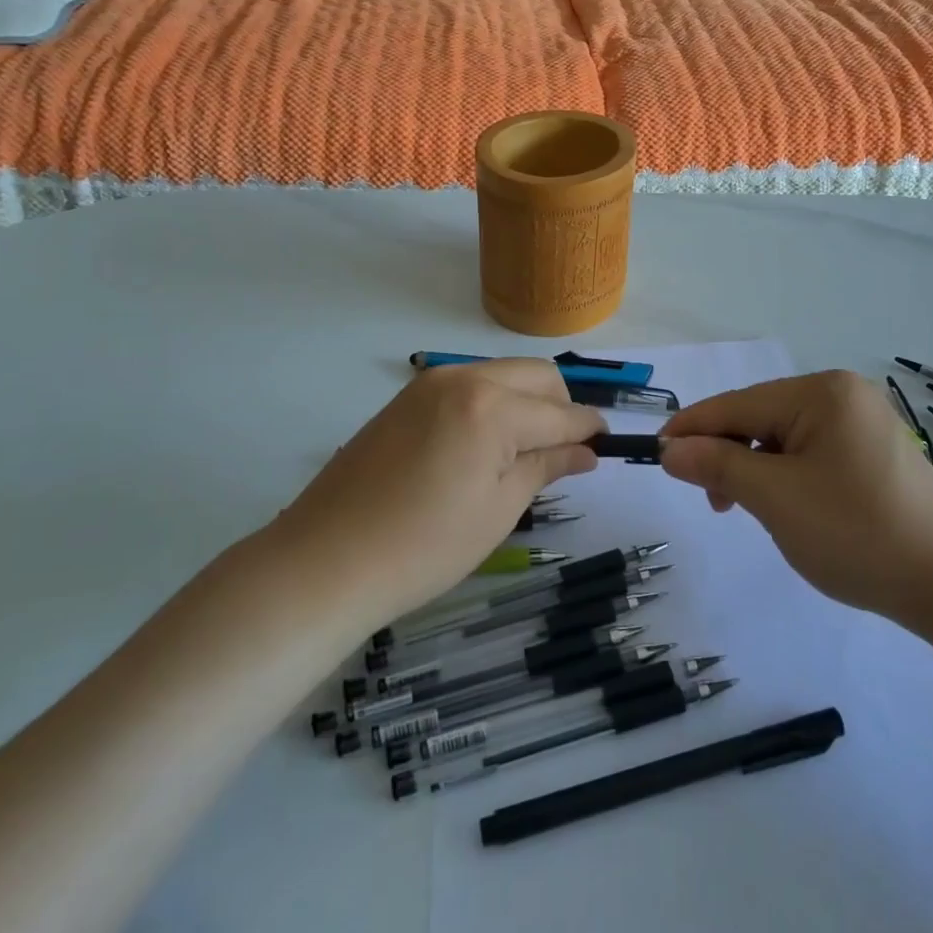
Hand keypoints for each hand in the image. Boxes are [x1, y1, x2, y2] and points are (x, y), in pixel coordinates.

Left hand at [272, 360, 606, 622]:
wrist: (326, 559)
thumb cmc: (425, 547)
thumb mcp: (499, 510)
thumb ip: (547, 466)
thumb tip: (587, 450)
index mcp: (492, 407)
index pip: (561, 412)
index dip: (590, 429)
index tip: (606, 446)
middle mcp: (463, 378)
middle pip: (536, 375)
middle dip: (561, 406)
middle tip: (562, 452)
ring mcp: (429, 383)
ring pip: (502, 374)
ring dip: (526, 401)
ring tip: (521, 452)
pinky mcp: (406, 397)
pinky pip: (468, 384)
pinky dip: (491, 403)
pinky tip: (482, 446)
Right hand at [660, 371, 932, 630]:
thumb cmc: (858, 533)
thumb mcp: (775, 498)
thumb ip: (718, 465)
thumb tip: (670, 449)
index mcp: (821, 392)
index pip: (737, 404)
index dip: (691, 429)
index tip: (655, 454)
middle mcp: (842, 395)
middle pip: (759, 418)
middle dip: (727, 455)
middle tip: (712, 502)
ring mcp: (862, 423)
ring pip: (782, 438)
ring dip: (754, 470)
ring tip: (747, 511)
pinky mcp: (873, 454)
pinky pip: (810, 454)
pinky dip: (784, 477)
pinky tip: (784, 507)